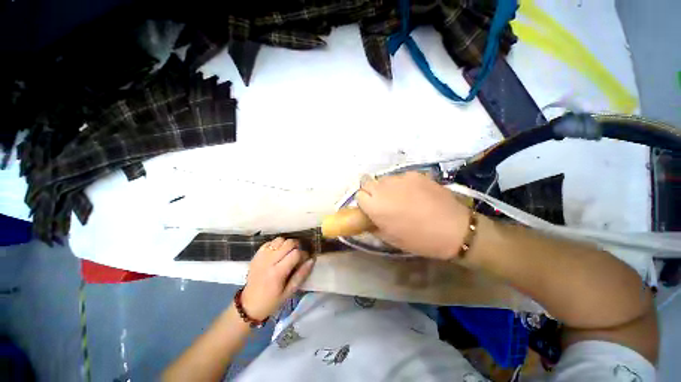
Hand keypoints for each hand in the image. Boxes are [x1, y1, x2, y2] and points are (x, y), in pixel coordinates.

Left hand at [240, 238, 314, 319]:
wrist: (248, 305)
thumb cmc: (271, 301)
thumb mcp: (289, 292)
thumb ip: (301, 275)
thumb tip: (312, 260)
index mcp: (277, 273)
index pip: (295, 254)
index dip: (304, 254)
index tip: (305, 259)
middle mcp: (269, 261)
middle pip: (288, 243)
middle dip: (297, 246)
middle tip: (298, 254)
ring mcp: (261, 257)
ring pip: (279, 239)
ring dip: (286, 243)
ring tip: (288, 252)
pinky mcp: (256, 255)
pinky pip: (269, 242)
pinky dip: (276, 244)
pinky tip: (278, 252)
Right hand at [357, 172, 470, 259]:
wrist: (454, 229)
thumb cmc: (419, 239)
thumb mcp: (390, 238)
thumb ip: (373, 225)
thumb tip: (368, 217)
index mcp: (375, 206)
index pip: (359, 195)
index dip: (365, 202)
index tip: (372, 209)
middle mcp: (384, 188)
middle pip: (367, 182)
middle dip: (372, 191)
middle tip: (384, 202)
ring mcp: (400, 178)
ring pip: (384, 179)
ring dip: (387, 187)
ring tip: (402, 198)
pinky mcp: (415, 174)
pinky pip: (401, 177)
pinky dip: (402, 184)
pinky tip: (415, 194)